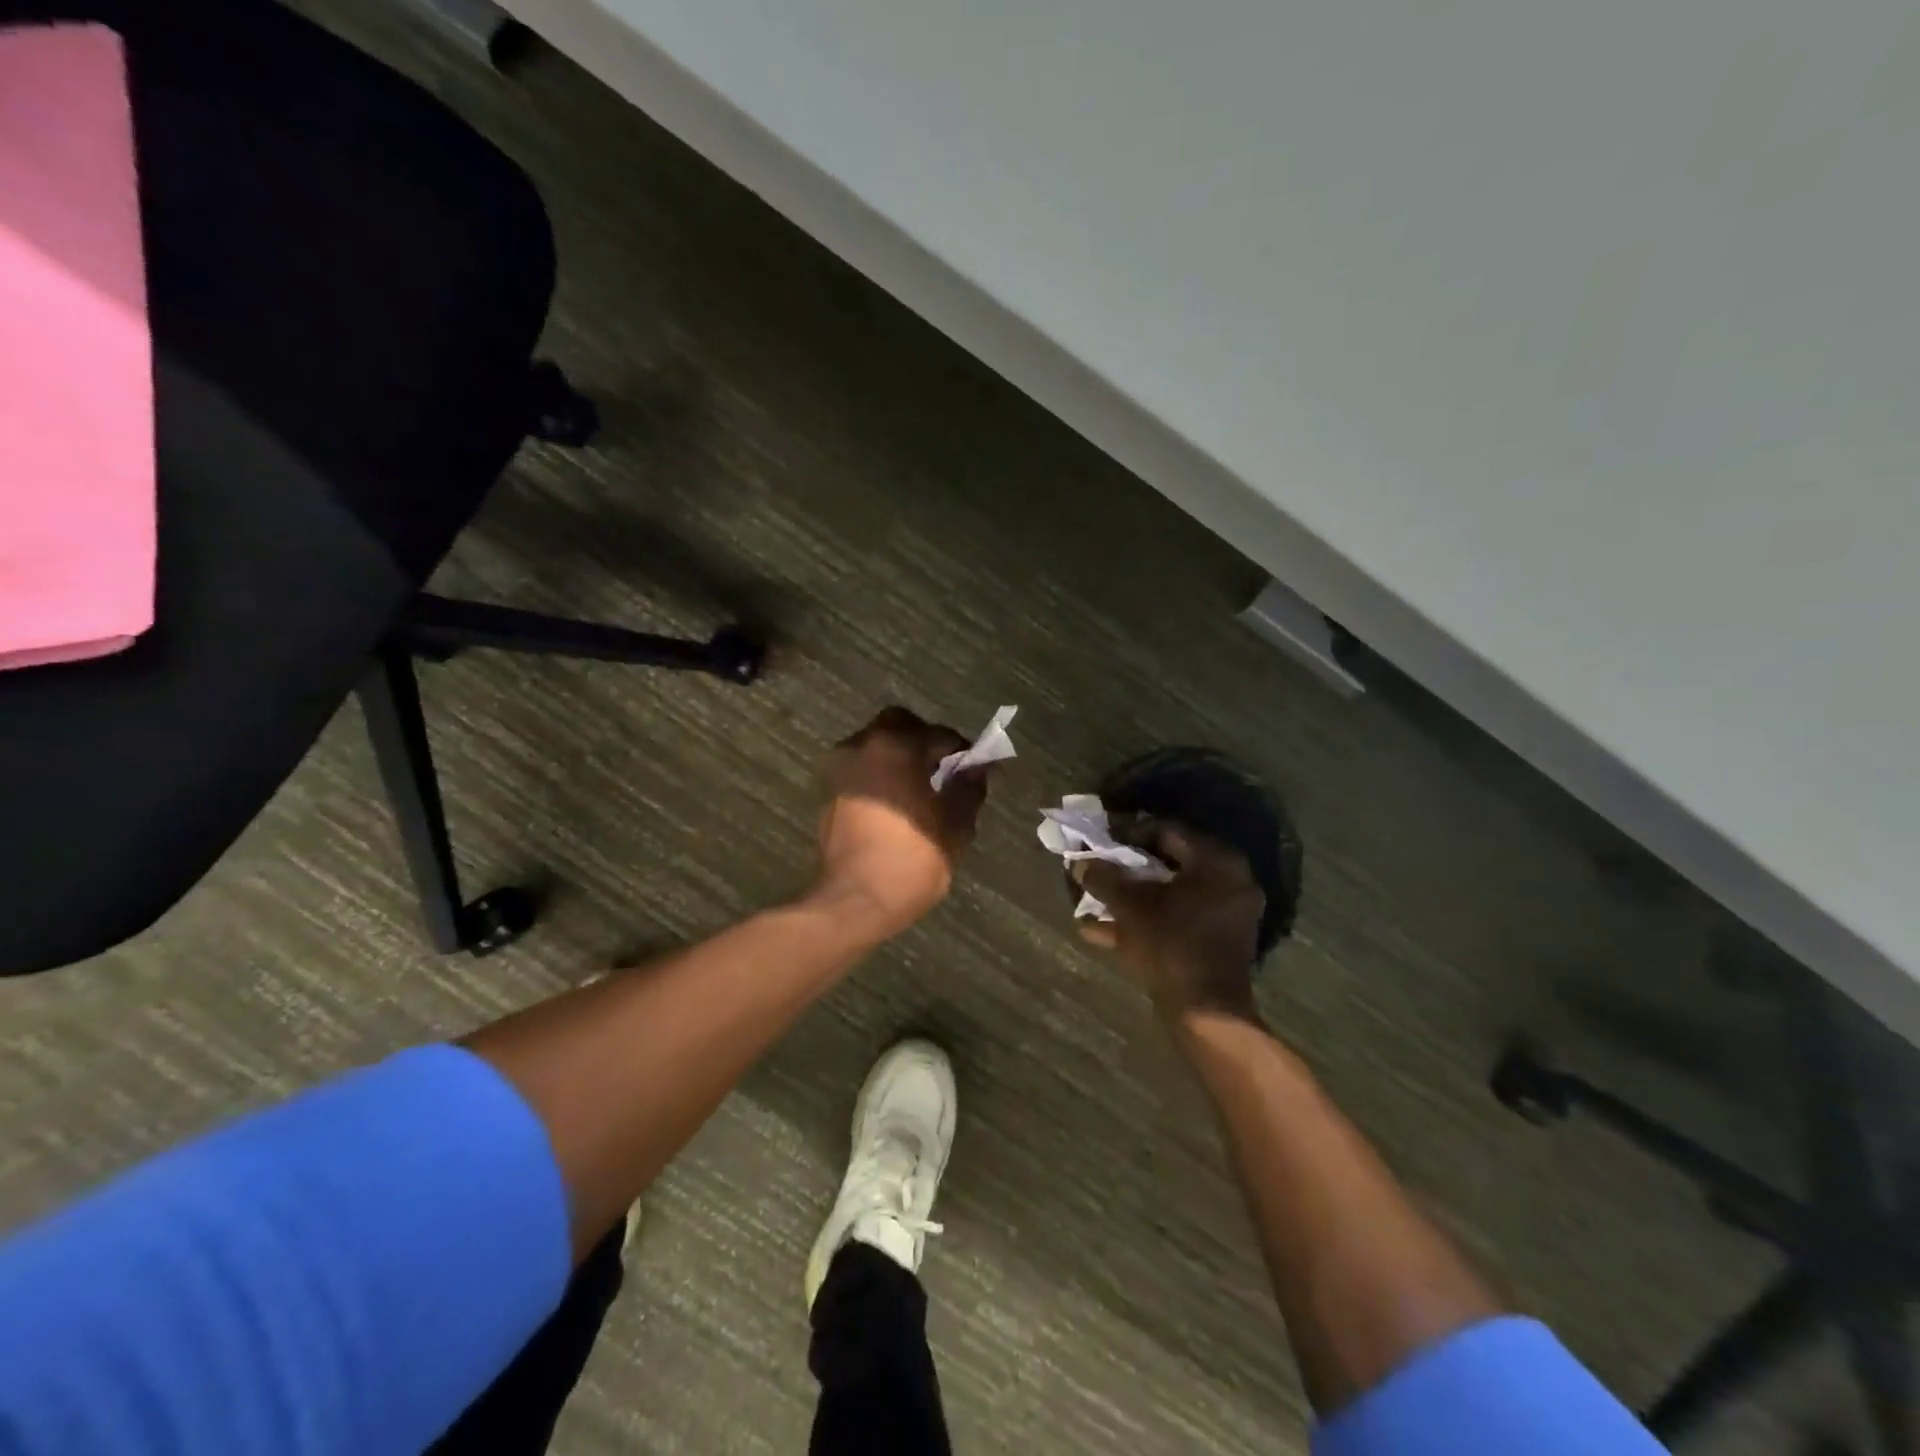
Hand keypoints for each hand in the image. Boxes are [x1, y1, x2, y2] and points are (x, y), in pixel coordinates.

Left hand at [813, 706, 991, 936]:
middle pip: (901, 725)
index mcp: (897, 747)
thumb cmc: (912, 860)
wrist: (855, 901)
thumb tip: (981, 767)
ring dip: (901, 756)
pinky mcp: (829, 792)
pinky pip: (862, 768)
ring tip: (923, 789)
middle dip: (926, 742)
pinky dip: (882, 775)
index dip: (966, 752)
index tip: (981, 772)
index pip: (942, 735)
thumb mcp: (956, 825)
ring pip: (876, 744)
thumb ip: (970, 787)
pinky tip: (899, 803)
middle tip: (947, 771)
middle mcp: (863, 746)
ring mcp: (840, 768)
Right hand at [1079, 824, 1265, 1022]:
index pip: (1167, 831)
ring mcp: (1225, 916)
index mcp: (1216, 862)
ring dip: (1130, 898)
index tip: (1100, 841)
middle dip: (1127, 868)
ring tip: (1092, 901)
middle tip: (1098, 868)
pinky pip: (1175, 921)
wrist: (1205, 1012)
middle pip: (1168, 864)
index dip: (1128, 833)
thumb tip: (1080, 863)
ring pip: (1168, 896)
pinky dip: (1143, 922)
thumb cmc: (1170, 944)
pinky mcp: (1215, 944)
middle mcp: (1229, 882)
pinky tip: (1099, 932)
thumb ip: (1103, 878)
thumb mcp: (1129, 905)